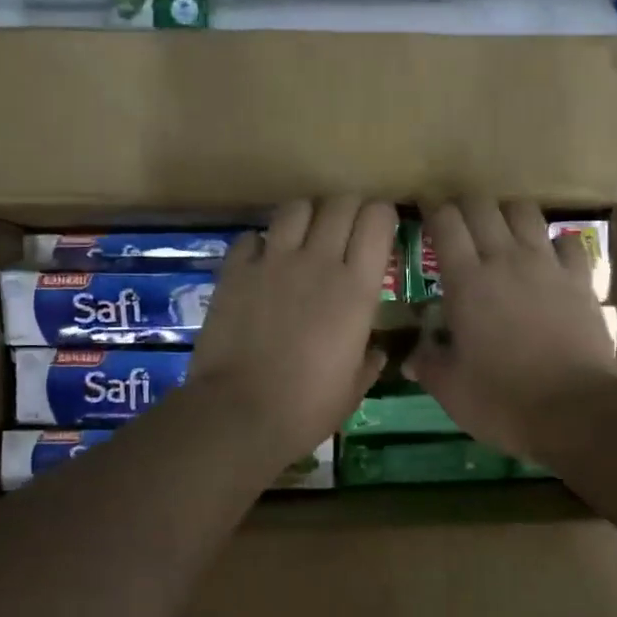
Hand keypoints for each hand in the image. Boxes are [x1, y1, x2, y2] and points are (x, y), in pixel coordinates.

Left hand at [190, 199, 395, 468]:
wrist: (239, 413)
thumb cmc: (307, 407)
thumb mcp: (353, 389)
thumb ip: (368, 361)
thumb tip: (374, 352)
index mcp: (356, 288)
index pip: (377, 219)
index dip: (381, 216)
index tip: (380, 230)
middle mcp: (318, 261)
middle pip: (339, 203)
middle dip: (348, 209)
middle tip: (346, 230)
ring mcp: (273, 261)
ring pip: (296, 208)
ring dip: (306, 217)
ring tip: (304, 239)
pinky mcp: (235, 271)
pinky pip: (251, 237)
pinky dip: (261, 243)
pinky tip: (262, 263)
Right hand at [405, 200, 616, 461]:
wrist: (575, 411)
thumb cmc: (502, 400)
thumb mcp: (451, 389)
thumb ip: (428, 364)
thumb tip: (411, 358)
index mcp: (466, 281)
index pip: (445, 222)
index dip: (432, 209)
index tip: (424, 209)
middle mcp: (505, 259)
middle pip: (482, 205)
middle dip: (464, 205)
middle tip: (456, 222)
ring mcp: (547, 265)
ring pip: (524, 212)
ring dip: (506, 213)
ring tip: (499, 232)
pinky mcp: (580, 279)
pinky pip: (567, 242)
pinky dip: (554, 242)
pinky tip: (548, 257)